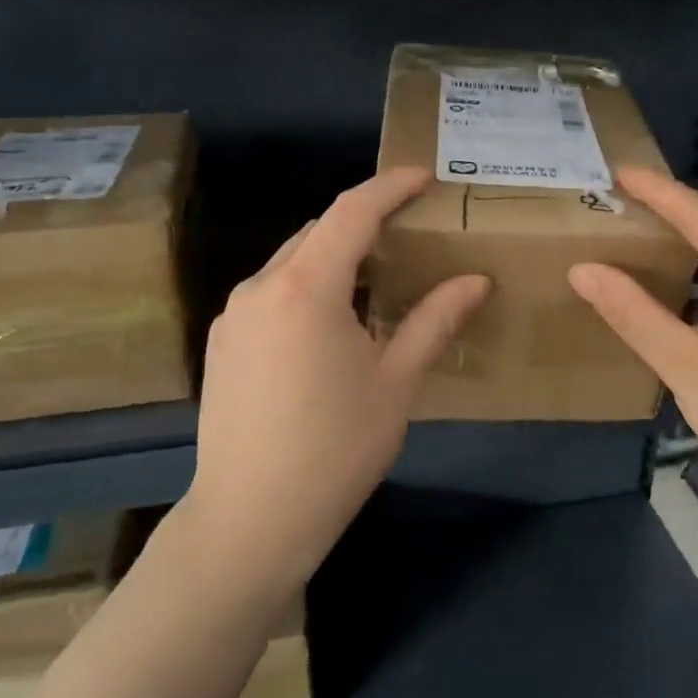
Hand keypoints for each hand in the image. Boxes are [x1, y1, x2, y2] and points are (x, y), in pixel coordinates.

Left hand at [186, 169, 489, 603]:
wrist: (250, 520)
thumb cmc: (336, 448)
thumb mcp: (397, 381)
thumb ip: (435, 320)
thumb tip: (475, 279)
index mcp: (306, 287)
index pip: (352, 211)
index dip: (389, 187)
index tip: (423, 177)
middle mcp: (260, 286)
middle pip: (318, 232)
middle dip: (364, 224)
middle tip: (410, 236)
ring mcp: (233, 315)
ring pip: (292, 262)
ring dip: (335, 258)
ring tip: (377, 282)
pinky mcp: (221, 343)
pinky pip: (272, 293)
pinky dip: (307, 287)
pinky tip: (331, 325)